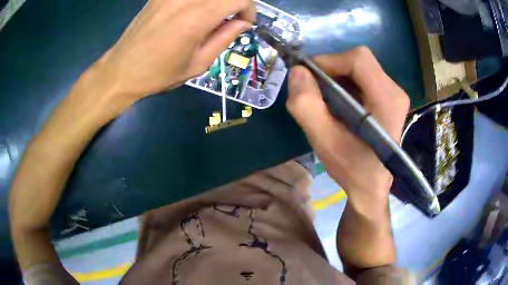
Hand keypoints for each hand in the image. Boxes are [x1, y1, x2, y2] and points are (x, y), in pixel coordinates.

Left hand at [93, 0, 255, 106]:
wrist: (122, 70)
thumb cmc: (159, 73)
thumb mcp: (198, 64)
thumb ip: (225, 38)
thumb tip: (242, 23)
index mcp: (197, 17)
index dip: (249, 9)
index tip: (244, 23)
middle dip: (235, 4)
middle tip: (229, 20)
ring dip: (216, 3)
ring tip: (210, 18)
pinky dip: (199, 3)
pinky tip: (192, 14)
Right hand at [287, 46, 409, 211]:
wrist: (371, 186)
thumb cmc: (352, 168)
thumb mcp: (324, 142)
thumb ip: (307, 106)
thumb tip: (297, 71)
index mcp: (387, 99)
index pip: (358, 59)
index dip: (329, 61)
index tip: (309, 79)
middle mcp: (395, 91)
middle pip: (359, 61)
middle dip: (331, 70)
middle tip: (315, 92)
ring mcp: (394, 94)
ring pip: (359, 68)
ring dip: (336, 78)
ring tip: (325, 102)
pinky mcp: (388, 98)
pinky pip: (362, 78)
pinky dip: (344, 84)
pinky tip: (338, 105)